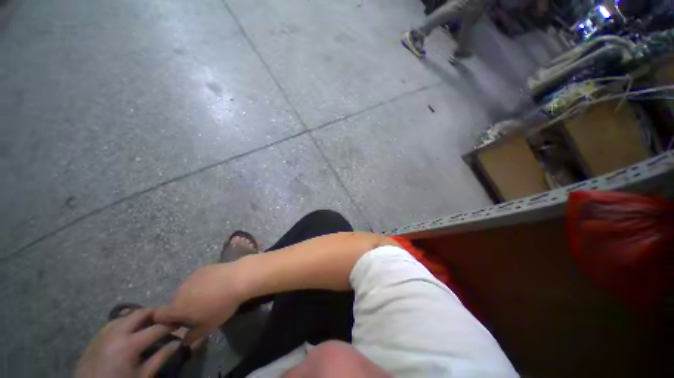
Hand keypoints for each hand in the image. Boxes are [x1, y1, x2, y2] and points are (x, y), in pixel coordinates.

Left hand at [75, 308, 179, 377]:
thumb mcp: (143, 377)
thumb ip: (160, 358)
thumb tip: (179, 342)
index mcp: (129, 344)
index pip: (157, 328)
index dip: (172, 325)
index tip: (181, 324)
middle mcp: (116, 333)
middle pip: (140, 313)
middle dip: (156, 314)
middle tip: (166, 320)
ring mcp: (103, 333)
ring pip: (125, 315)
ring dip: (139, 317)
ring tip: (148, 325)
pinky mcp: (95, 337)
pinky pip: (112, 322)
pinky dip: (124, 322)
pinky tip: (128, 330)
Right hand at [154, 263, 245, 342]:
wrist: (237, 279)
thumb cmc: (221, 306)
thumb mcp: (207, 327)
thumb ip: (191, 336)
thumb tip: (184, 340)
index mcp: (175, 307)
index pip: (159, 316)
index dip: (166, 321)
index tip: (179, 324)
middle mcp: (179, 291)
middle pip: (174, 302)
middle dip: (183, 308)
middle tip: (199, 312)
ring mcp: (191, 277)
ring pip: (186, 290)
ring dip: (193, 295)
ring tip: (211, 297)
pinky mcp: (203, 268)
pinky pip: (198, 280)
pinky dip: (203, 284)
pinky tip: (217, 285)